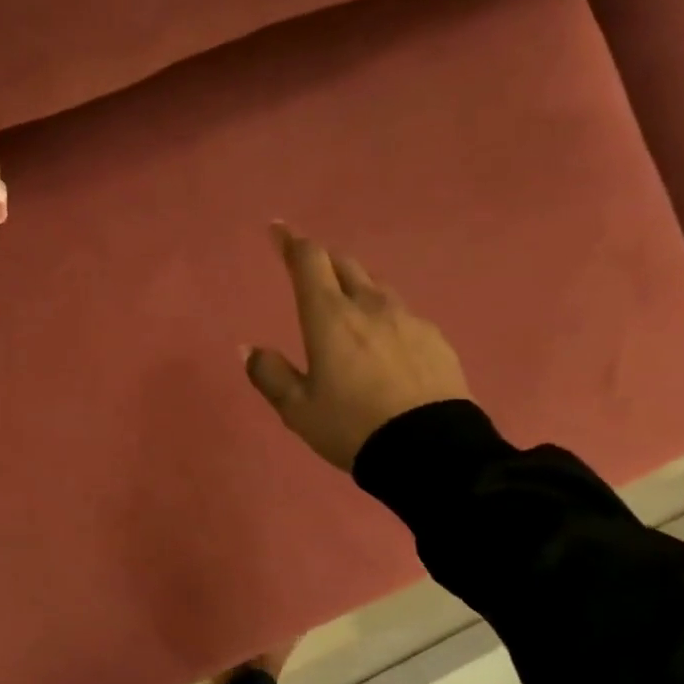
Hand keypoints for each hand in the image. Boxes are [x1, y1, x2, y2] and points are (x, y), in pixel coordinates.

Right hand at [244, 224, 468, 470]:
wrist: (431, 452)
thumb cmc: (351, 427)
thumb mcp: (297, 409)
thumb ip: (269, 374)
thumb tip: (249, 348)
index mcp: (330, 317)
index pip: (309, 260)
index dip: (291, 242)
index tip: (278, 230)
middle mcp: (370, 306)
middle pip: (344, 264)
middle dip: (322, 259)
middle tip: (307, 267)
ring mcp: (408, 319)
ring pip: (376, 286)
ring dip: (355, 285)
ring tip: (345, 304)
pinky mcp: (435, 338)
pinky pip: (402, 314)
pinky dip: (383, 315)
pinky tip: (383, 342)